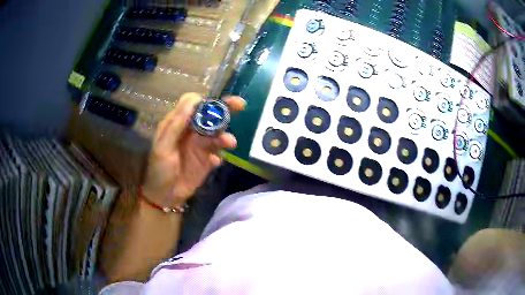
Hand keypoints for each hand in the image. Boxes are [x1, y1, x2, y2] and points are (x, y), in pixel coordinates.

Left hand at [141, 93, 244, 208]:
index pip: (193, 104)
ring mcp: (200, 146)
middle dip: (225, 108)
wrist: (164, 197)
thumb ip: (176, 124)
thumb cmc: (159, 170)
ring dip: (225, 136)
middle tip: (240, 105)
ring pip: (217, 134)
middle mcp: (191, 132)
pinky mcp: (207, 160)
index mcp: (177, 124)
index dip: (204, 101)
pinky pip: (219, 153)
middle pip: (210, 115)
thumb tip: (194, 100)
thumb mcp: (163, 146)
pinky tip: (214, 163)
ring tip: (230, 143)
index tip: (214, 105)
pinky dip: (220, 155)